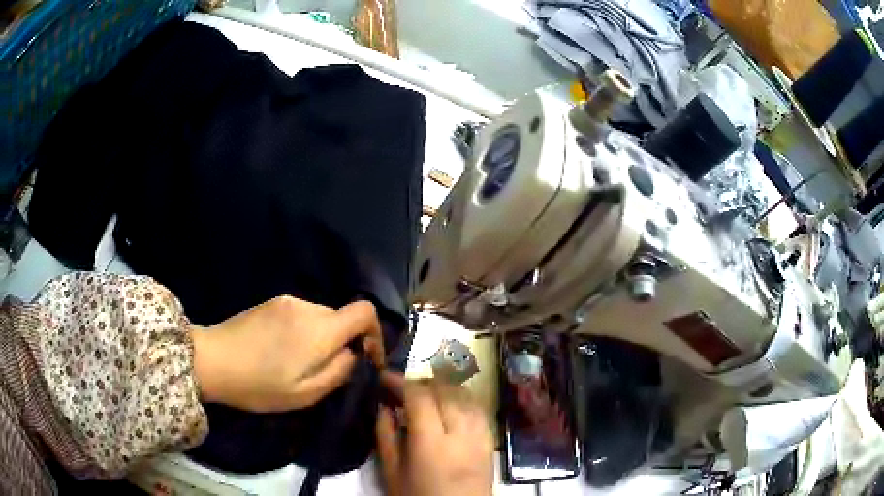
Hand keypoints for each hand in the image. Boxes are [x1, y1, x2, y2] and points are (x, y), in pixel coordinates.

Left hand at [191, 296, 383, 412]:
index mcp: (319, 330)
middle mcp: (307, 307)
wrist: (212, 361)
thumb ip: (338, 372)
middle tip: (329, 370)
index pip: (364, 311)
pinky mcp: (272, 302)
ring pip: (322, 316)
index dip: (375, 332)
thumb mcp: (305, 394)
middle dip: (345, 341)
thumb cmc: (259, 385)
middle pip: (342, 317)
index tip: (366, 357)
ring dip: (323, 338)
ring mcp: (287, 301)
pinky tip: (284, 351)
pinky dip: (305, 331)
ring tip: (302, 363)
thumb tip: (353, 354)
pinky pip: (302, 314)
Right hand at [375, 373, 493, 495]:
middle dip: (420, 382)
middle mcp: (461, 433)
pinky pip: (479, 408)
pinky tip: (450, 403)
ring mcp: (481, 435)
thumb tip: (383, 406)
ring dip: (443, 386)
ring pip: (466, 395)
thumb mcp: (392, 473)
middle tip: (401, 388)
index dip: (400, 381)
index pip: (419, 397)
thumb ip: (385, 436)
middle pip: (444, 390)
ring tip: (424, 393)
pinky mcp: (491, 441)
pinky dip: (463, 398)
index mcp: (432, 444)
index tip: (383, 377)